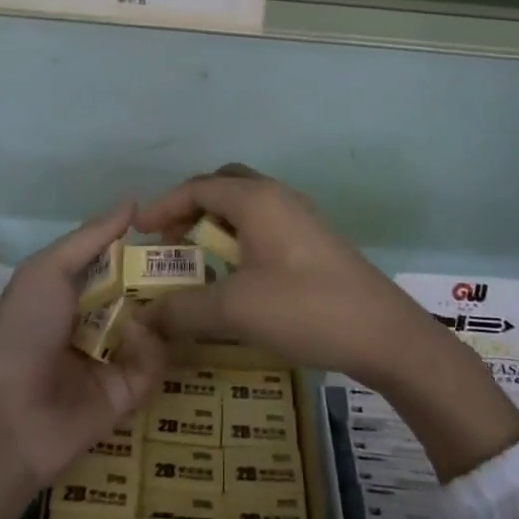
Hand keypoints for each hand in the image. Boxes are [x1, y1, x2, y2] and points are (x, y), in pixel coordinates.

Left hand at [0, 202, 166, 484]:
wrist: (10, 416)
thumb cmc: (24, 329)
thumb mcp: (48, 270)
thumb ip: (92, 236)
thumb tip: (133, 201)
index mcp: (76, 287)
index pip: (121, 257)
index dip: (145, 242)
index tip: (176, 224)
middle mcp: (100, 316)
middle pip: (145, 287)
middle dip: (168, 272)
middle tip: (199, 256)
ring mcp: (117, 353)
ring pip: (159, 320)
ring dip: (166, 306)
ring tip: (185, 290)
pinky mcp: (131, 389)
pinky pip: (156, 358)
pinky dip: (152, 346)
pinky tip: (138, 340)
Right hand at [133, 165, 432, 387]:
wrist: (382, 332)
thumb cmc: (303, 308)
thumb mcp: (234, 310)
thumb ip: (183, 309)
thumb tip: (142, 319)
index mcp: (256, 199)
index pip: (197, 187)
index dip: (163, 205)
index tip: (136, 230)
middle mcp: (277, 197)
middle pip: (223, 186)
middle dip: (190, 208)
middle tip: (168, 240)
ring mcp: (300, 216)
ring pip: (246, 206)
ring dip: (215, 224)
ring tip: (195, 259)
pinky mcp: (313, 240)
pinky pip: (264, 224)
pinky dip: (238, 237)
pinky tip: (235, 274)